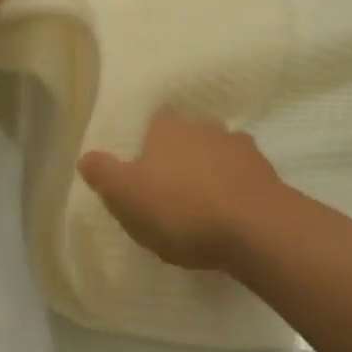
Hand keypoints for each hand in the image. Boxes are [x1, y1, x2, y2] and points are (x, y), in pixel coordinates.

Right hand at [78, 111, 284, 271]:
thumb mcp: (127, 197)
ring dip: (210, 171)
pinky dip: (236, 187)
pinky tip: (231, 212)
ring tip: (203, 204)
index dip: (147, 145)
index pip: (153, 124)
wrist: (253, 226)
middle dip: (180, 157)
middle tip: (170, 190)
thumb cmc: (181, 209)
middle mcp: (203, 126)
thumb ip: (105, 175)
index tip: (143, 170)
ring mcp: (238, 146)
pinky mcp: (265, 170)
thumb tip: (85, 157)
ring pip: (217, 152)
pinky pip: (243, 175)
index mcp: (167, 128)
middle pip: (186, 136)